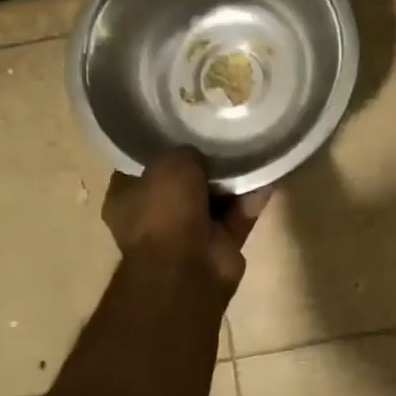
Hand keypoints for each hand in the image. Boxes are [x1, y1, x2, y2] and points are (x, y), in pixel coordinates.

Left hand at [102, 148, 269, 299]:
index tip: (183, 125)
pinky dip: (252, 198)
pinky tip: (269, 174)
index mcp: (127, 198)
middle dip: (203, 163)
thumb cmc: (164, 212)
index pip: (142, 165)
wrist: (187, 270)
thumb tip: (201, 156)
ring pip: (214, 198)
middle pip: (182, 182)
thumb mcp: (170, 163)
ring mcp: (188, 233)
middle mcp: (154, 216)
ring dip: (232, 180)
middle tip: (224, 135)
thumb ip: (186, 152)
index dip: (163, 145)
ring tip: (252, 148)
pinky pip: (239, 214)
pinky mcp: (220, 245)